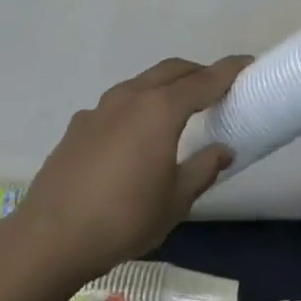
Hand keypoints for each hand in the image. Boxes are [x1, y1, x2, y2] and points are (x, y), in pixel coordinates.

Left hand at [11, 55, 252, 276]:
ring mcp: (99, 109)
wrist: (52, 236)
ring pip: (141, 84)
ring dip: (165, 87)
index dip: (229, 71)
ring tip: (179, 110)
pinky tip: (135, 136)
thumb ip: (203, 168)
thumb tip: (223, 149)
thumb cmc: (125, 218)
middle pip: (171, 71)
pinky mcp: (79, 125)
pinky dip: (136, 107)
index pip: (204, 80)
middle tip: (217, 87)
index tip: (248, 64)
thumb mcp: (176, 199)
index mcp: (160, 110)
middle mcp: (130, 97)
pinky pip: (117, 105)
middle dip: (197, 72)